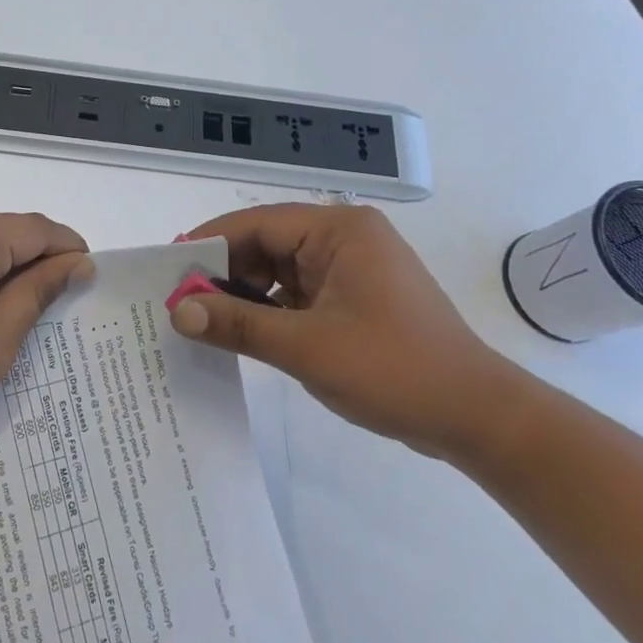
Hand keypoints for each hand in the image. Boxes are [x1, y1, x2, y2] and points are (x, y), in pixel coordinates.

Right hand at [169, 204, 521, 460]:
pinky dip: (267, 311)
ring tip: (200, 320)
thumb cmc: (393, 370)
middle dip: (223, 274)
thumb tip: (178, 310)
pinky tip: (239, 333)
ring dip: (243, 295)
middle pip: (265, 246)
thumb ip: (237, 324)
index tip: (167, 270)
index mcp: (339, 231)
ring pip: (278, 272)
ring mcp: (350, 270)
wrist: (475, 417)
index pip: (257, 225)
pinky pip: (296, 294)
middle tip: (178, 303)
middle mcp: (344, 239)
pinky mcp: (353, 299)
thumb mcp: (305, 346)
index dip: (209, 245)